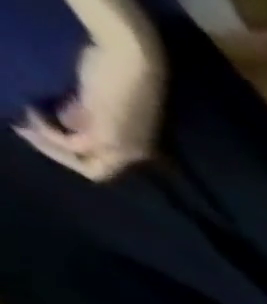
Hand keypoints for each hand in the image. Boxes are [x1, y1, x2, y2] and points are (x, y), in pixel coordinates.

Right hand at [15, 0, 165, 181]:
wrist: (130, 61)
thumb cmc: (114, 73)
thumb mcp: (95, 100)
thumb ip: (82, 115)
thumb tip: (63, 122)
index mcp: (135, 147)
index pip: (102, 165)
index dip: (67, 153)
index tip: (35, 128)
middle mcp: (135, 154)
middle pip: (97, 172)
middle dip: (58, 155)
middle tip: (24, 130)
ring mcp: (126, 148)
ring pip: (88, 164)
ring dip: (51, 145)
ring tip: (23, 121)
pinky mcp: (112, 137)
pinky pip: (77, 146)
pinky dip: (51, 133)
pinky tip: (32, 113)